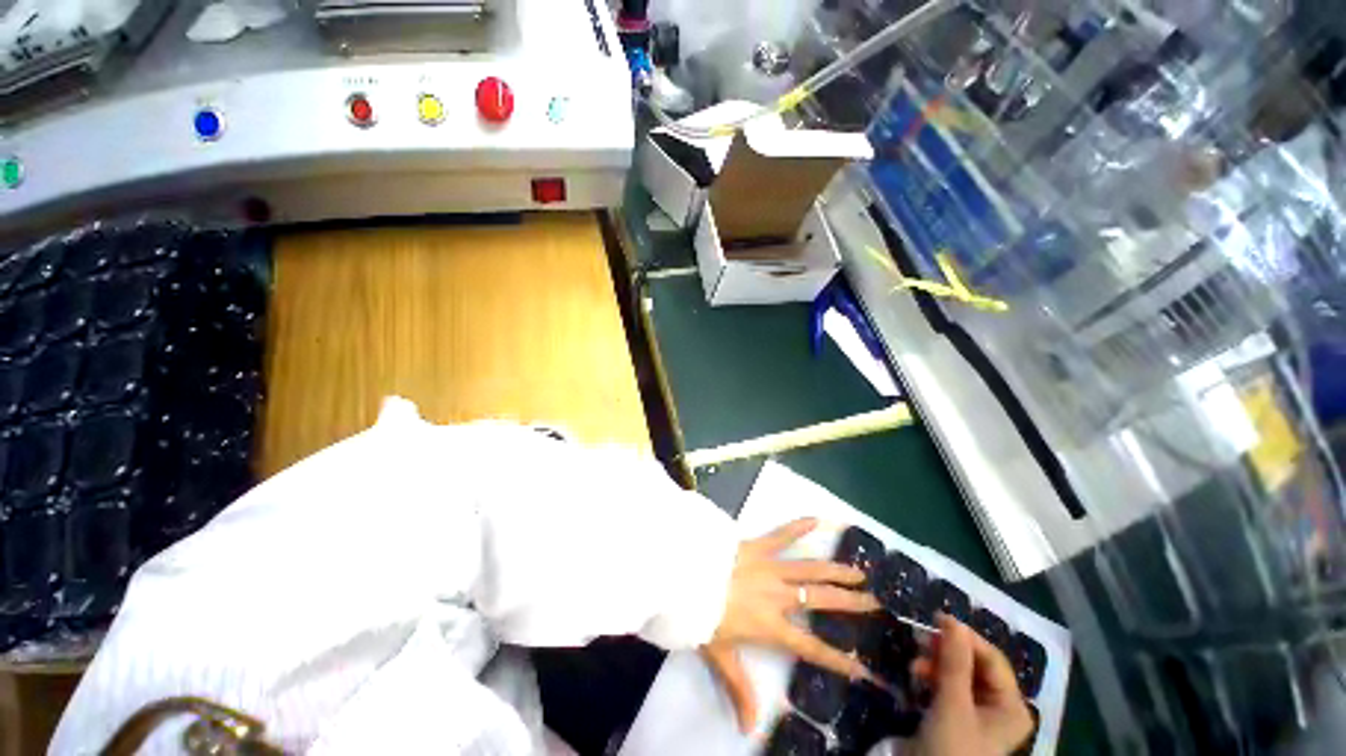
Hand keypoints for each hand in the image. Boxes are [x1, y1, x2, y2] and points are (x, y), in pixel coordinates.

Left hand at [701, 518, 879, 732]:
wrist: (684, 576)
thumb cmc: (701, 616)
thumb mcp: (719, 656)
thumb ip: (738, 688)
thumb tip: (748, 728)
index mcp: (771, 626)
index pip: (812, 648)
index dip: (840, 661)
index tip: (866, 668)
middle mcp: (778, 596)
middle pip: (821, 601)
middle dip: (850, 603)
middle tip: (875, 602)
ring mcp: (770, 567)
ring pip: (810, 568)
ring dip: (836, 570)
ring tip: (859, 571)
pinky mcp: (757, 545)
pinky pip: (781, 534)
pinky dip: (798, 526)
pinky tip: (818, 518)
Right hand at [910, 614, 1033, 755]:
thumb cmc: (951, 746)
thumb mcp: (952, 703)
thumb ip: (955, 662)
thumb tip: (953, 620)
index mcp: (1012, 706)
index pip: (992, 659)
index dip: (966, 637)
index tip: (936, 618)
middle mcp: (1000, 706)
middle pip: (975, 664)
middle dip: (946, 652)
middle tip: (920, 640)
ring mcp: (978, 712)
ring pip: (958, 673)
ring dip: (935, 663)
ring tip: (913, 664)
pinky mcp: (957, 716)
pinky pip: (948, 685)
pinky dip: (932, 677)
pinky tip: (916, 675)